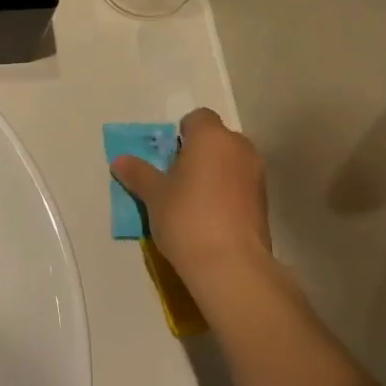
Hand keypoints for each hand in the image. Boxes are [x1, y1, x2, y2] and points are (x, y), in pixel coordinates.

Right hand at [111, 108, 270, 306]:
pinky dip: (229, 193)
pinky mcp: (265, 202)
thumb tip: (119, 161)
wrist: (232, 266)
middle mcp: (239, 147)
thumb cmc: (187, 218)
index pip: (198, 118)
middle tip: (178, 180)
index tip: (169, 158)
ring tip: (195, 203)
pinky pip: (241, 185)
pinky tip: (213, 219)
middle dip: (200, 153)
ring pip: (231, 162)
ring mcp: (257, 174)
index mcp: (211, 136)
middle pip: (217, 139)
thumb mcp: (154, 196)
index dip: (182, 134)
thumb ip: (138, 173)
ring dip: (216, 173)